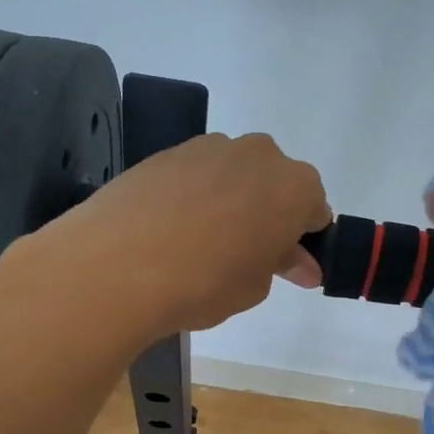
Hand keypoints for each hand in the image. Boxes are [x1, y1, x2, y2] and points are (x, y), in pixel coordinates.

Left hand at [31, 131, 329, 339]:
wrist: (118, 264)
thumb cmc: (206, 281)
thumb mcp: (255, 285)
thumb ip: (282, 265)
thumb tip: (300, 263)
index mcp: (294, 186)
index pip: (315, 210)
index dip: (304, 240)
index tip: (289, 266)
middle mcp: (257, 154)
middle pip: (275, 184)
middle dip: (269, 214)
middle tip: (247, 255)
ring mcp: (208, 148)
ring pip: (234, 175)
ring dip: (231, 201)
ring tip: (203, 245)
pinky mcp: (166, 153)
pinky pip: (196, 176)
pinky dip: (194, 197)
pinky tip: (172, 231)